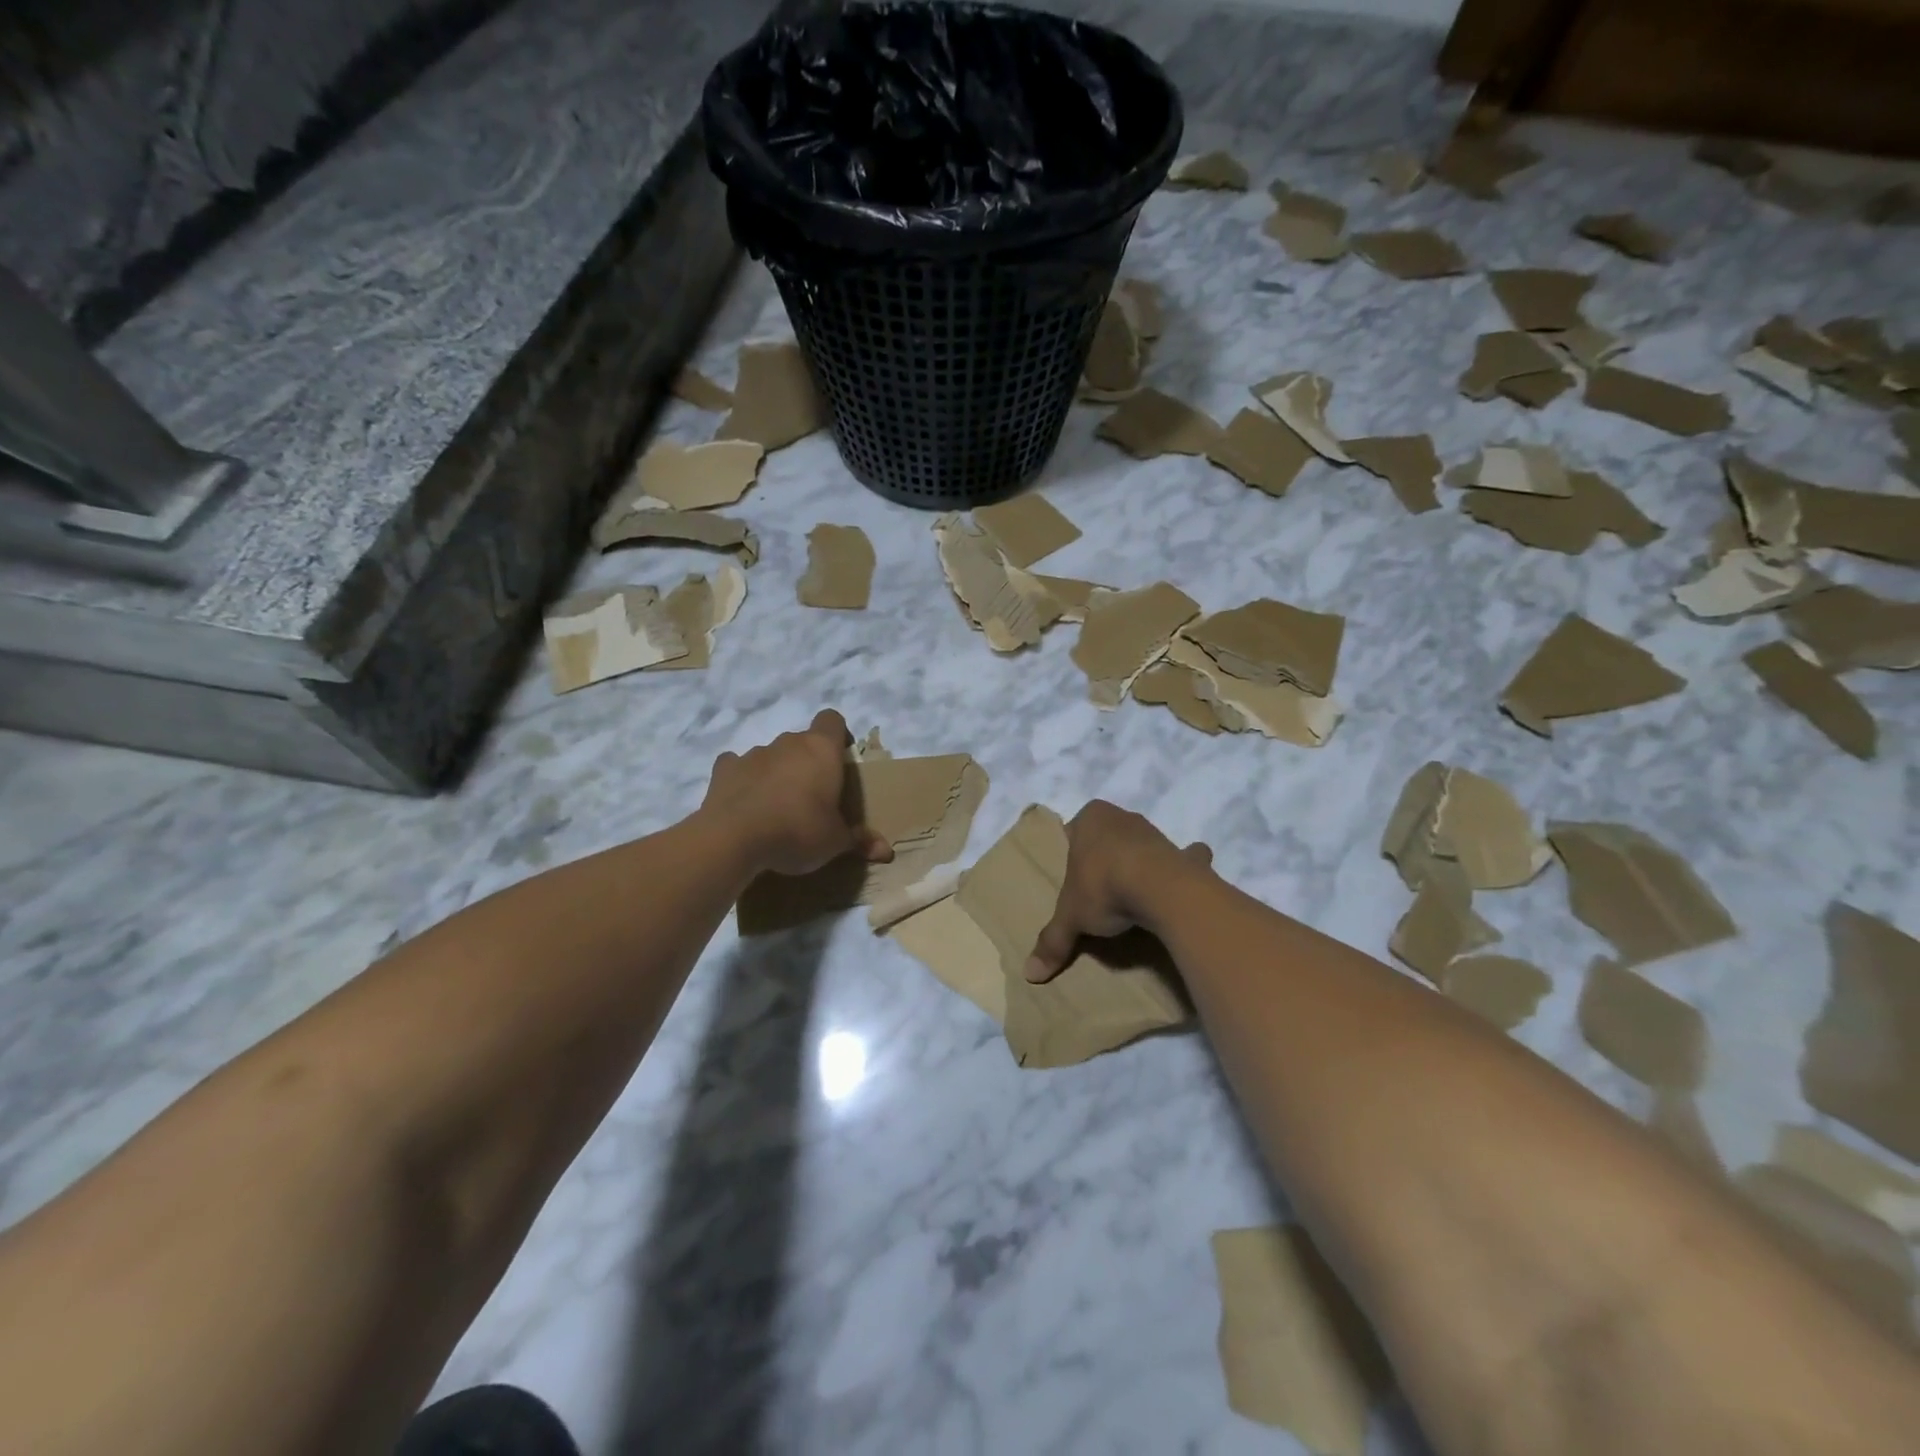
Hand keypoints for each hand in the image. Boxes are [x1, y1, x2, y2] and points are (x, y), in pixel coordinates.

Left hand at [701, 710, 893, 876]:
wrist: (734, 838)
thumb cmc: (798, 831)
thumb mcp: (835, 842)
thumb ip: (859, 841)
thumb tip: (886, 852)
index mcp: (821, 750)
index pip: (832, 720)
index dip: (838, 735)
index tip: (840, 759)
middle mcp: (788, 743)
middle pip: (802, 741)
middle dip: (807, 762)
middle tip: (812, 796)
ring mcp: (753, 753)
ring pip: (771, 755)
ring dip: (776, 772)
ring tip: (776, 806)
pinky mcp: (724, 770)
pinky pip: (737, 767)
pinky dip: (743, 780)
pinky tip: (744, 802)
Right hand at [1025, 800, 1212, 982]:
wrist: (1162, 890)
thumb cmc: (1104, 888)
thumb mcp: (1071, 917)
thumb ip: (1052, 941)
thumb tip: (1030, 974)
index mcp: (1090, 819)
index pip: (1074, 831)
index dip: (1072, 854)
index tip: (1073, 880)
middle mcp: (1122, 817)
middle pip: (1108, 838)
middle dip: (1105, 858)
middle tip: (1098, 890)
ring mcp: (1156, 833)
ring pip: (1142, 846)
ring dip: (1140, 864)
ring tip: (1132, 895)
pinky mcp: (1182, 854)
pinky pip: (1185, 859)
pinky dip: (1186, 869)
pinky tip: (1179, 887)